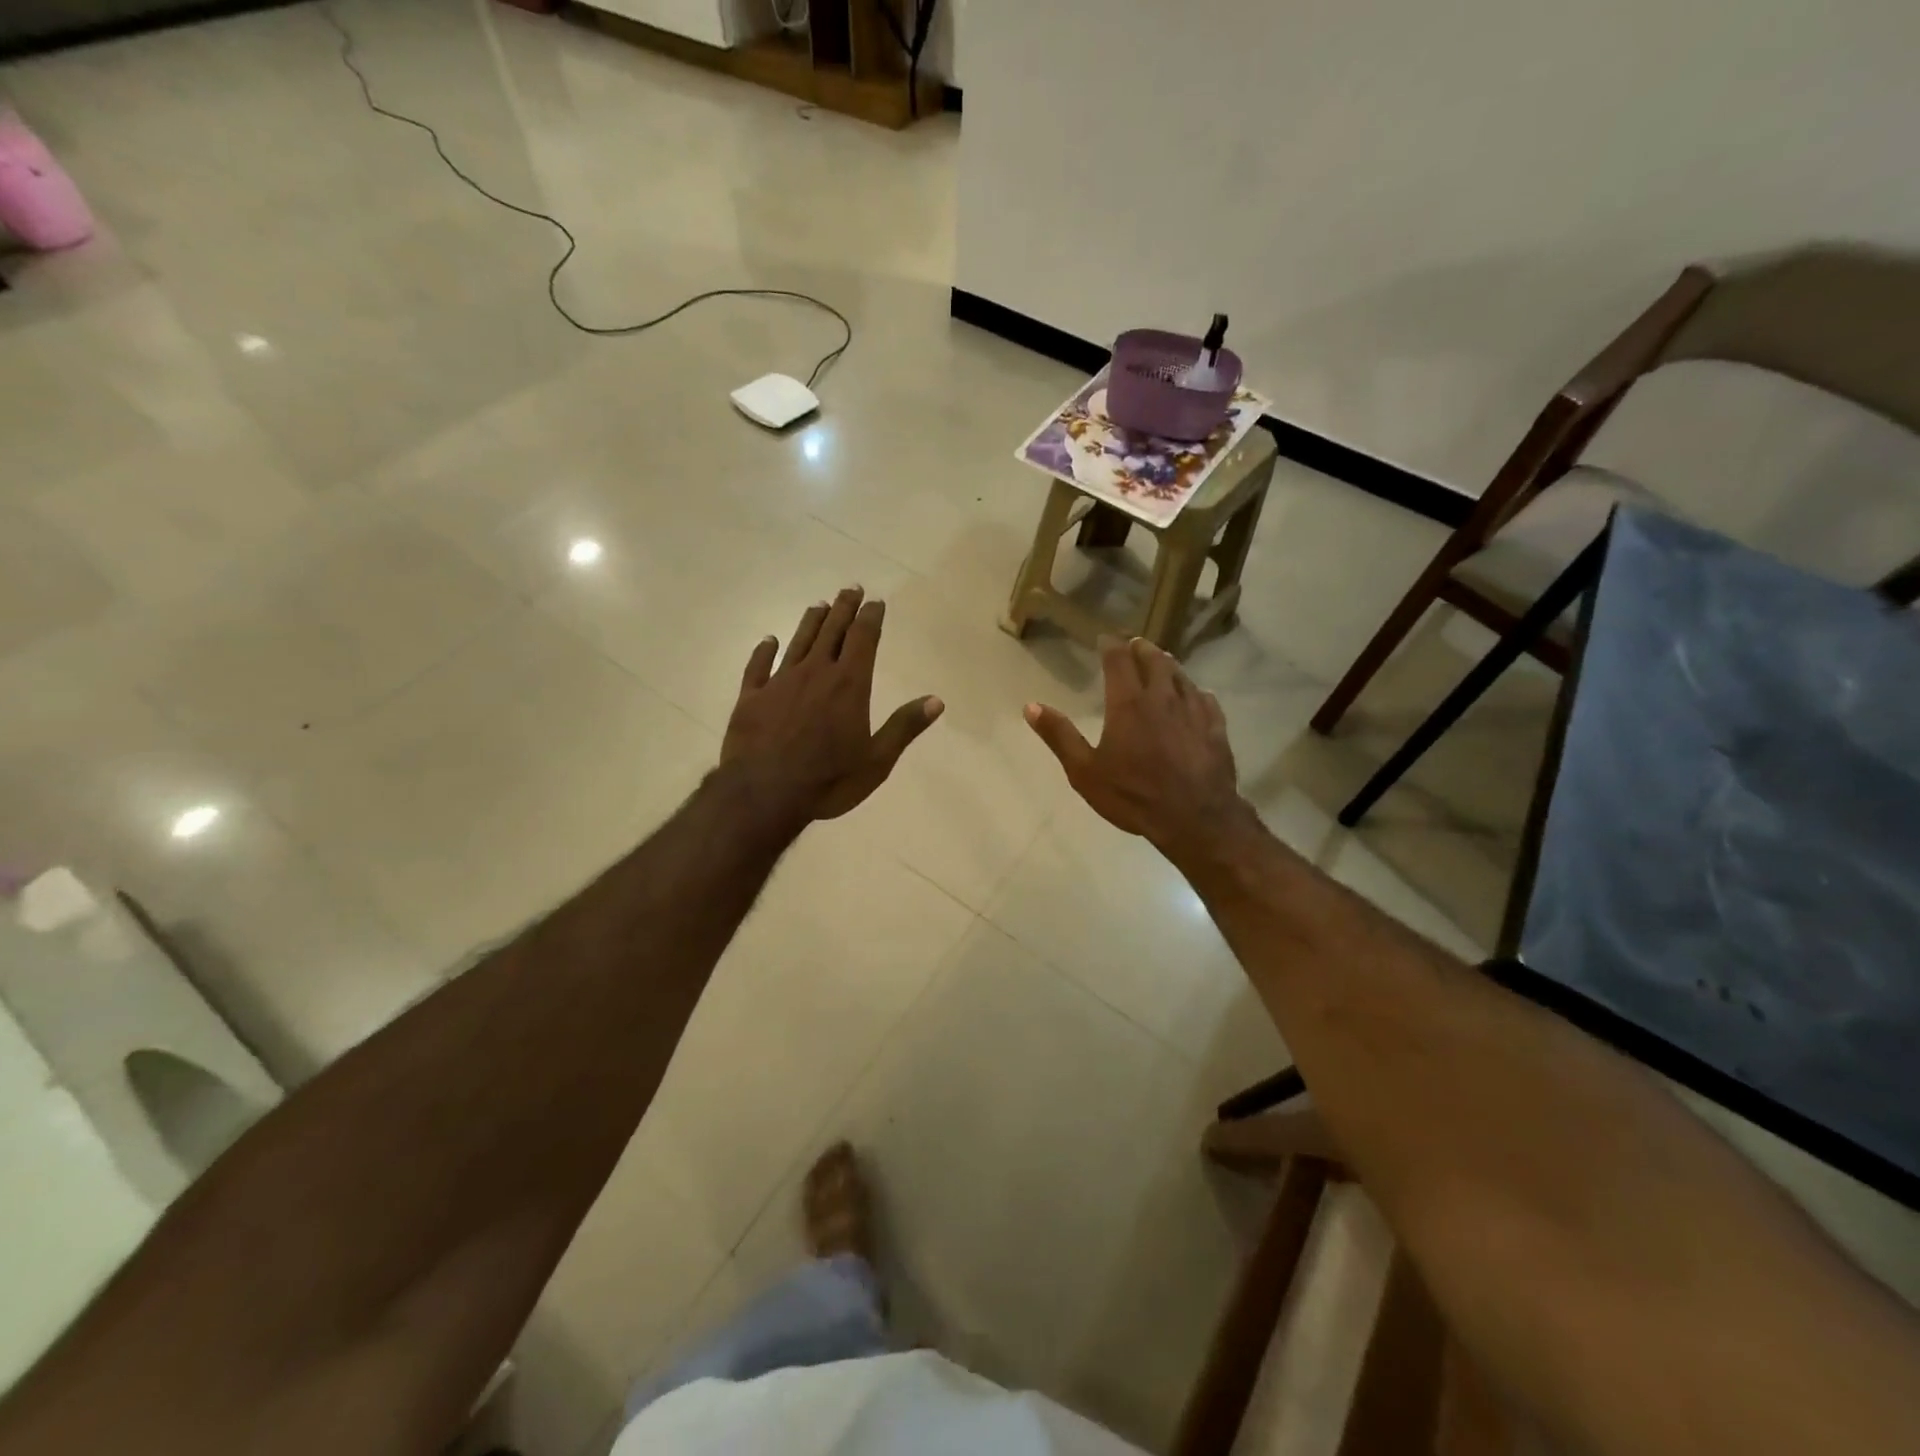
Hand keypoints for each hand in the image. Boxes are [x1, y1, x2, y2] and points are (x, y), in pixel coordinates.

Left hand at [723, 586, 942, 823]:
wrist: (764, 794)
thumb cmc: (829, 780)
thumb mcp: (877, 760)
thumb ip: (904, 727)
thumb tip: (936, 700)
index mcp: (849, 685)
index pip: (863, 639)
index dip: (870, 618)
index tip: (875, 601)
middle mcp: (815, 673)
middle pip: (831, 632)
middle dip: (843, 609)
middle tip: (850, 589)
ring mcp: (779, 683)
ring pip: (797, 642)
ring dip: (810, 622)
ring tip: (819, 605)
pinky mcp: (751, 698)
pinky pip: (758, 666)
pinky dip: (764, 650)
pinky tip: (768, 640)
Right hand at [1025, 636, 1250, 863]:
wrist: (1195, 818)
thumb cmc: (1133, 795)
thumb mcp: (1085, 771)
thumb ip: (1059, 736)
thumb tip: (1030, 706)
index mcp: (1128, 703)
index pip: (1118, 660)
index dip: (1111, 645)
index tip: (1105, 638)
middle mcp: (1162, 697)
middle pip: (1154, 660)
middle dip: (1141, 649)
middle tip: (1135, 645)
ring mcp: (1193, 711)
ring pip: (1181, 676)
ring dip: (1168, 665)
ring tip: (1162, 662)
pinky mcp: (1216, 728)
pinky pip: (1205, 699)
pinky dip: (1195, 692)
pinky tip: (1196, 695)